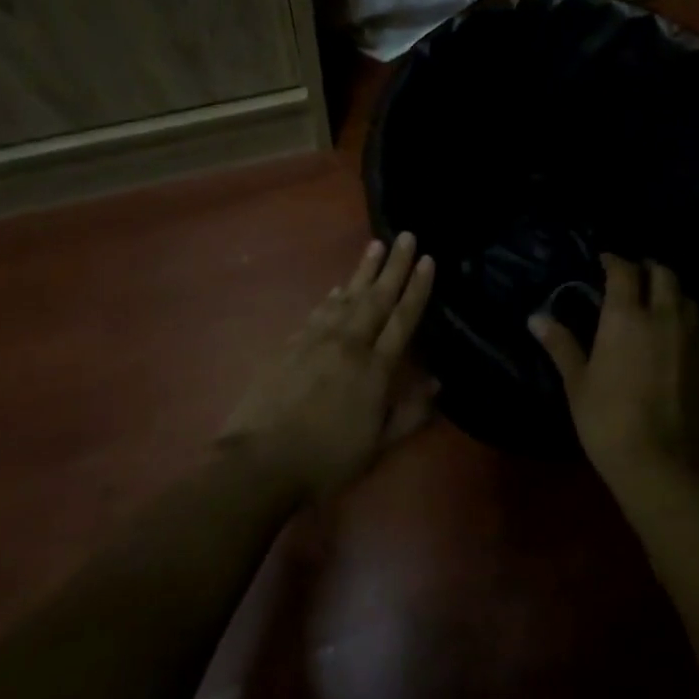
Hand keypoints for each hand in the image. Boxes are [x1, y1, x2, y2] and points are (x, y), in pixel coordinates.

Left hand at [217, 233, 435, 501]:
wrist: (260, 462)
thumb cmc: (325, 460)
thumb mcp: (377, 447)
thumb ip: (409, 414)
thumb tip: (438, 383)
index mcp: (374, 369)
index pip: (402, 319)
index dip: (417, 288)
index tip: (428, 260)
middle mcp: (349, 345)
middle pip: (376, 298)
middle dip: (394, 265)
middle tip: (406, 236)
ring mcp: (316, 341)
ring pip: (346, 297)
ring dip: (363, 271)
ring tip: (375, 245)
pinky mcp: (291, 345)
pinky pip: (318, 313)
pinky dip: (332, 297)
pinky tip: (338, 289)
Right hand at [530, 254, 698, 489]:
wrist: (665, 467)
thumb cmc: (609, 422)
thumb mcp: (577, 384)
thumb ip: (561, 345)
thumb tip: (536, 318)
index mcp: (627, 316)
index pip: (624, 270)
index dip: (614, 259)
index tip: (604, 260)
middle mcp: (664, 317)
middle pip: (664, 274)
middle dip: (648, 268)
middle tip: (634, 276)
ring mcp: (693, 338)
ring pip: (688, 298)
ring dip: (672, 292)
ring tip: (657, 302)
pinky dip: (687, 319)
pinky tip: (676, 337)